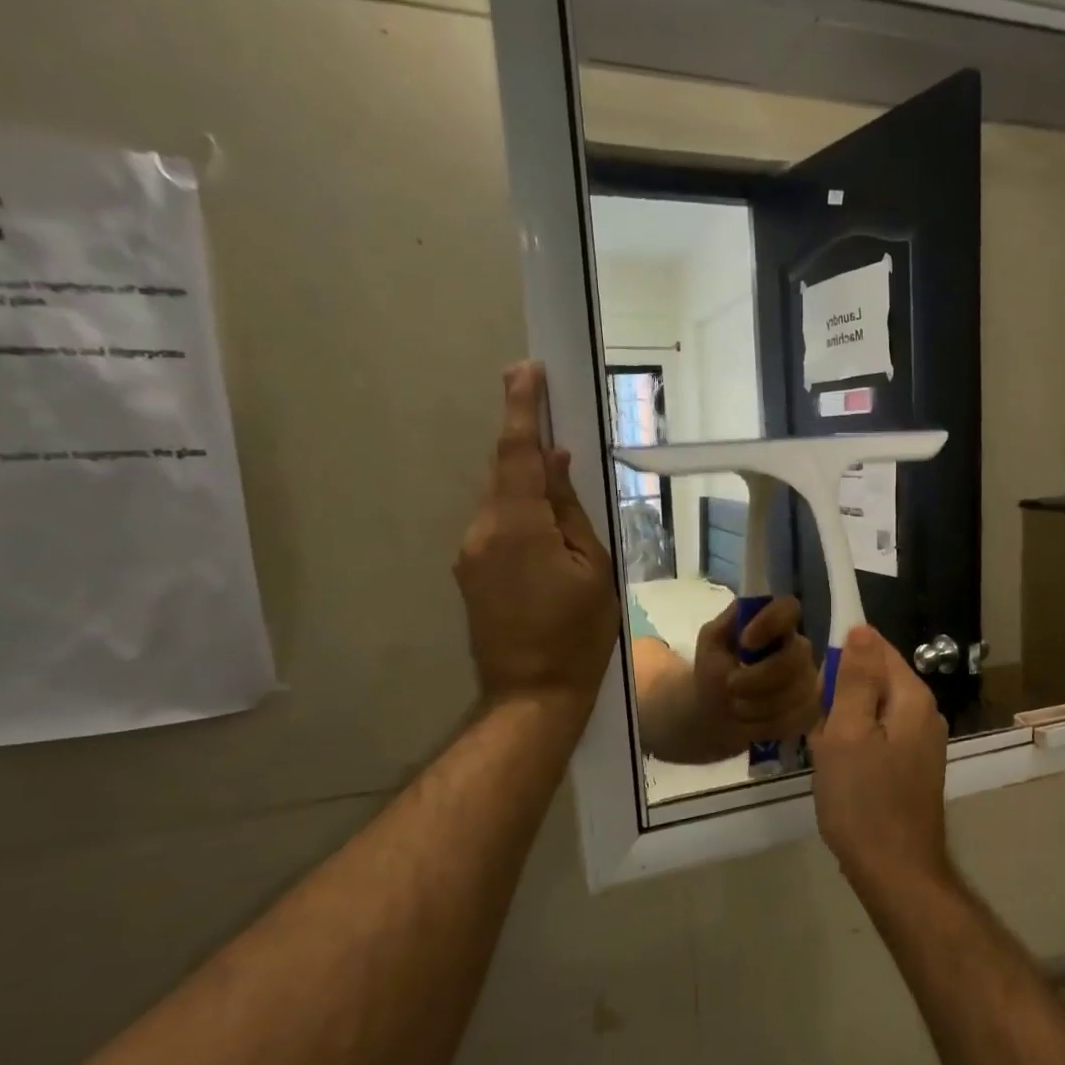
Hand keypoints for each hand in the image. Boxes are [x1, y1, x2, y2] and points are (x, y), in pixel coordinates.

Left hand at [454, 362, 617, 711]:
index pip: (518, 454)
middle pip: (506, 474)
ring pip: (502, 502)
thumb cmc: (579, 633)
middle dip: (530, 451)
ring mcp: (470, 553)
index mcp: (519, 526)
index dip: (522, 409)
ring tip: (566, 511)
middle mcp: (483, 530)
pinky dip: (521, 517)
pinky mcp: (469, 572)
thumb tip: (555, 462)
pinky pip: (497, 527)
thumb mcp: (594, 567)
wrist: (532, 693)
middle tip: (559, 436)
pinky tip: (547, 538)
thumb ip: (570, 510)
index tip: (526, 370)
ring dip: (529, 492)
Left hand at [690, 597, 821, 747]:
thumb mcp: (712, 642)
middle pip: (795, 658)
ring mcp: (809, 681)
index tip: (746, 642)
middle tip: (730, 685)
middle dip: (758, 678)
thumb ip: (728, 623)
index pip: (789, 608)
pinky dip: (766, 725)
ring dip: (757, 705)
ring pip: (795, 693)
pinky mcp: (810, 711)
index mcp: (776, 625)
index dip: (771, 623)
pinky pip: (796, 719)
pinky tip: (750, 724)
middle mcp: (799, 649)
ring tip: (735, 707)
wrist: (717, 716)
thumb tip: (746, 608)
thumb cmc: (716, 672)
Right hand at [809, 625, 951, 892]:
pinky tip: (840, 772)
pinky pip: (877, 737)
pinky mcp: (912, 767)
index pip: (877, 649)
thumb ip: (856, 678)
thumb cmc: (863, 800)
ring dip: (843, 725)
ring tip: (827, 755)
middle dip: (840, 697)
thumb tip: (862, 629)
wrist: (895, 871)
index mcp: (912, 698)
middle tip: (822, 732)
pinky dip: (855, 746)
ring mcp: (921, 742)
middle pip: (874, 680)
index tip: (818, 692)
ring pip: (871, 711)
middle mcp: (924, 713)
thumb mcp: (848, 733)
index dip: (842, 659)